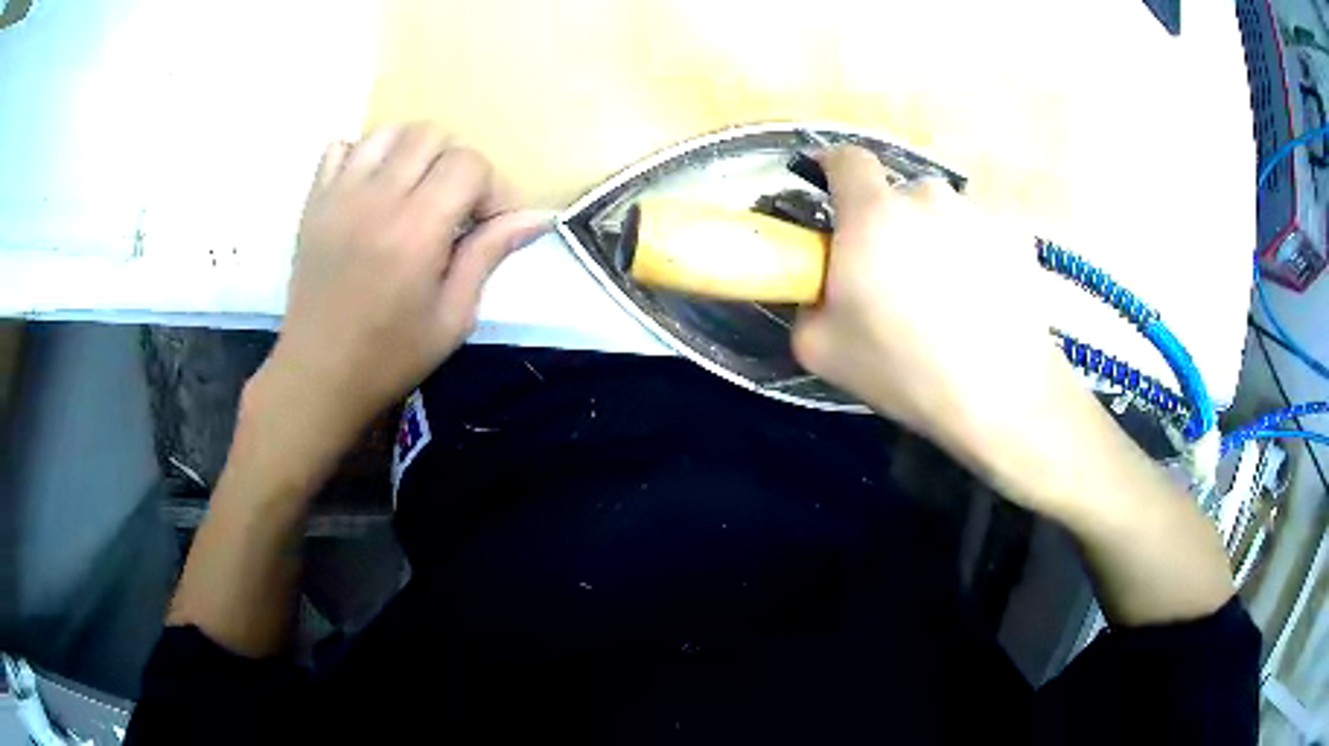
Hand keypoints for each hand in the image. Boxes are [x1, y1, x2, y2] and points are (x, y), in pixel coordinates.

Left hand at [255, 124, 547, 451]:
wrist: (318, 376)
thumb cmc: (390, 357)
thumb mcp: (453, 317)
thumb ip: (489, 254)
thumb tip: (537, 217)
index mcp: (416, 229)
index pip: (468, 163)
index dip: (491, 188)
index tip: (488, 225)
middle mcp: (377, 198)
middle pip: (431, 135)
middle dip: (455, 164)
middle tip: (453, 207)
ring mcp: (339, 195)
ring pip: (388, 132)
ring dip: (412, 153)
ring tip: (414, 191)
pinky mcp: (314, 202)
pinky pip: (340, 147)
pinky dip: (362, 156)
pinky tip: (371, 189)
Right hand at [792, 146, 1068, 463]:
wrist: (1001, 396)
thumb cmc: (905, 369)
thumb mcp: (821, 350)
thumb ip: (805, 303)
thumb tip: (820, 289)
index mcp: (873, 214)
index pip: (846, 159)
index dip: (833, 168)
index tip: (831, 193)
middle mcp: (927, 197)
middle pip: (898, 195)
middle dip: (890, 225)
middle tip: (894, 278)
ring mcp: (977, 215)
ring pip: (942, 216)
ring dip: (935, 241)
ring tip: (947, 299)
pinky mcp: (1015, 238)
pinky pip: (979, 237)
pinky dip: (974, 259)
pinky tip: (982, 305)